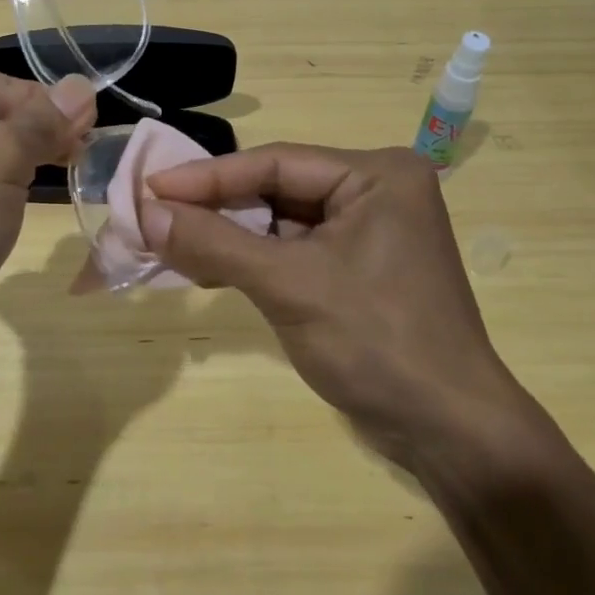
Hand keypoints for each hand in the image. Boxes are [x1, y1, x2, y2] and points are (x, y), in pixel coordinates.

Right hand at [143, 144, 512, 465]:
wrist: (449, 432)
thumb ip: (214, 244)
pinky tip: (210, 271)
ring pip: (281, 221)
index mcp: (376, 174)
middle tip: (153, 216)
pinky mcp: (358, 267)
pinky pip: (293, 250)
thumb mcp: (288, 286)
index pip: (275, 162)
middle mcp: (376, 191)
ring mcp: (369, 230)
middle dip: (216, 207)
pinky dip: (252, 261)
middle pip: (277, 188)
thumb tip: (145, 213)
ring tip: (170, 244)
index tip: (149, 187)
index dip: (207, 176)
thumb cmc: (375, 343)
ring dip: (228, 236)